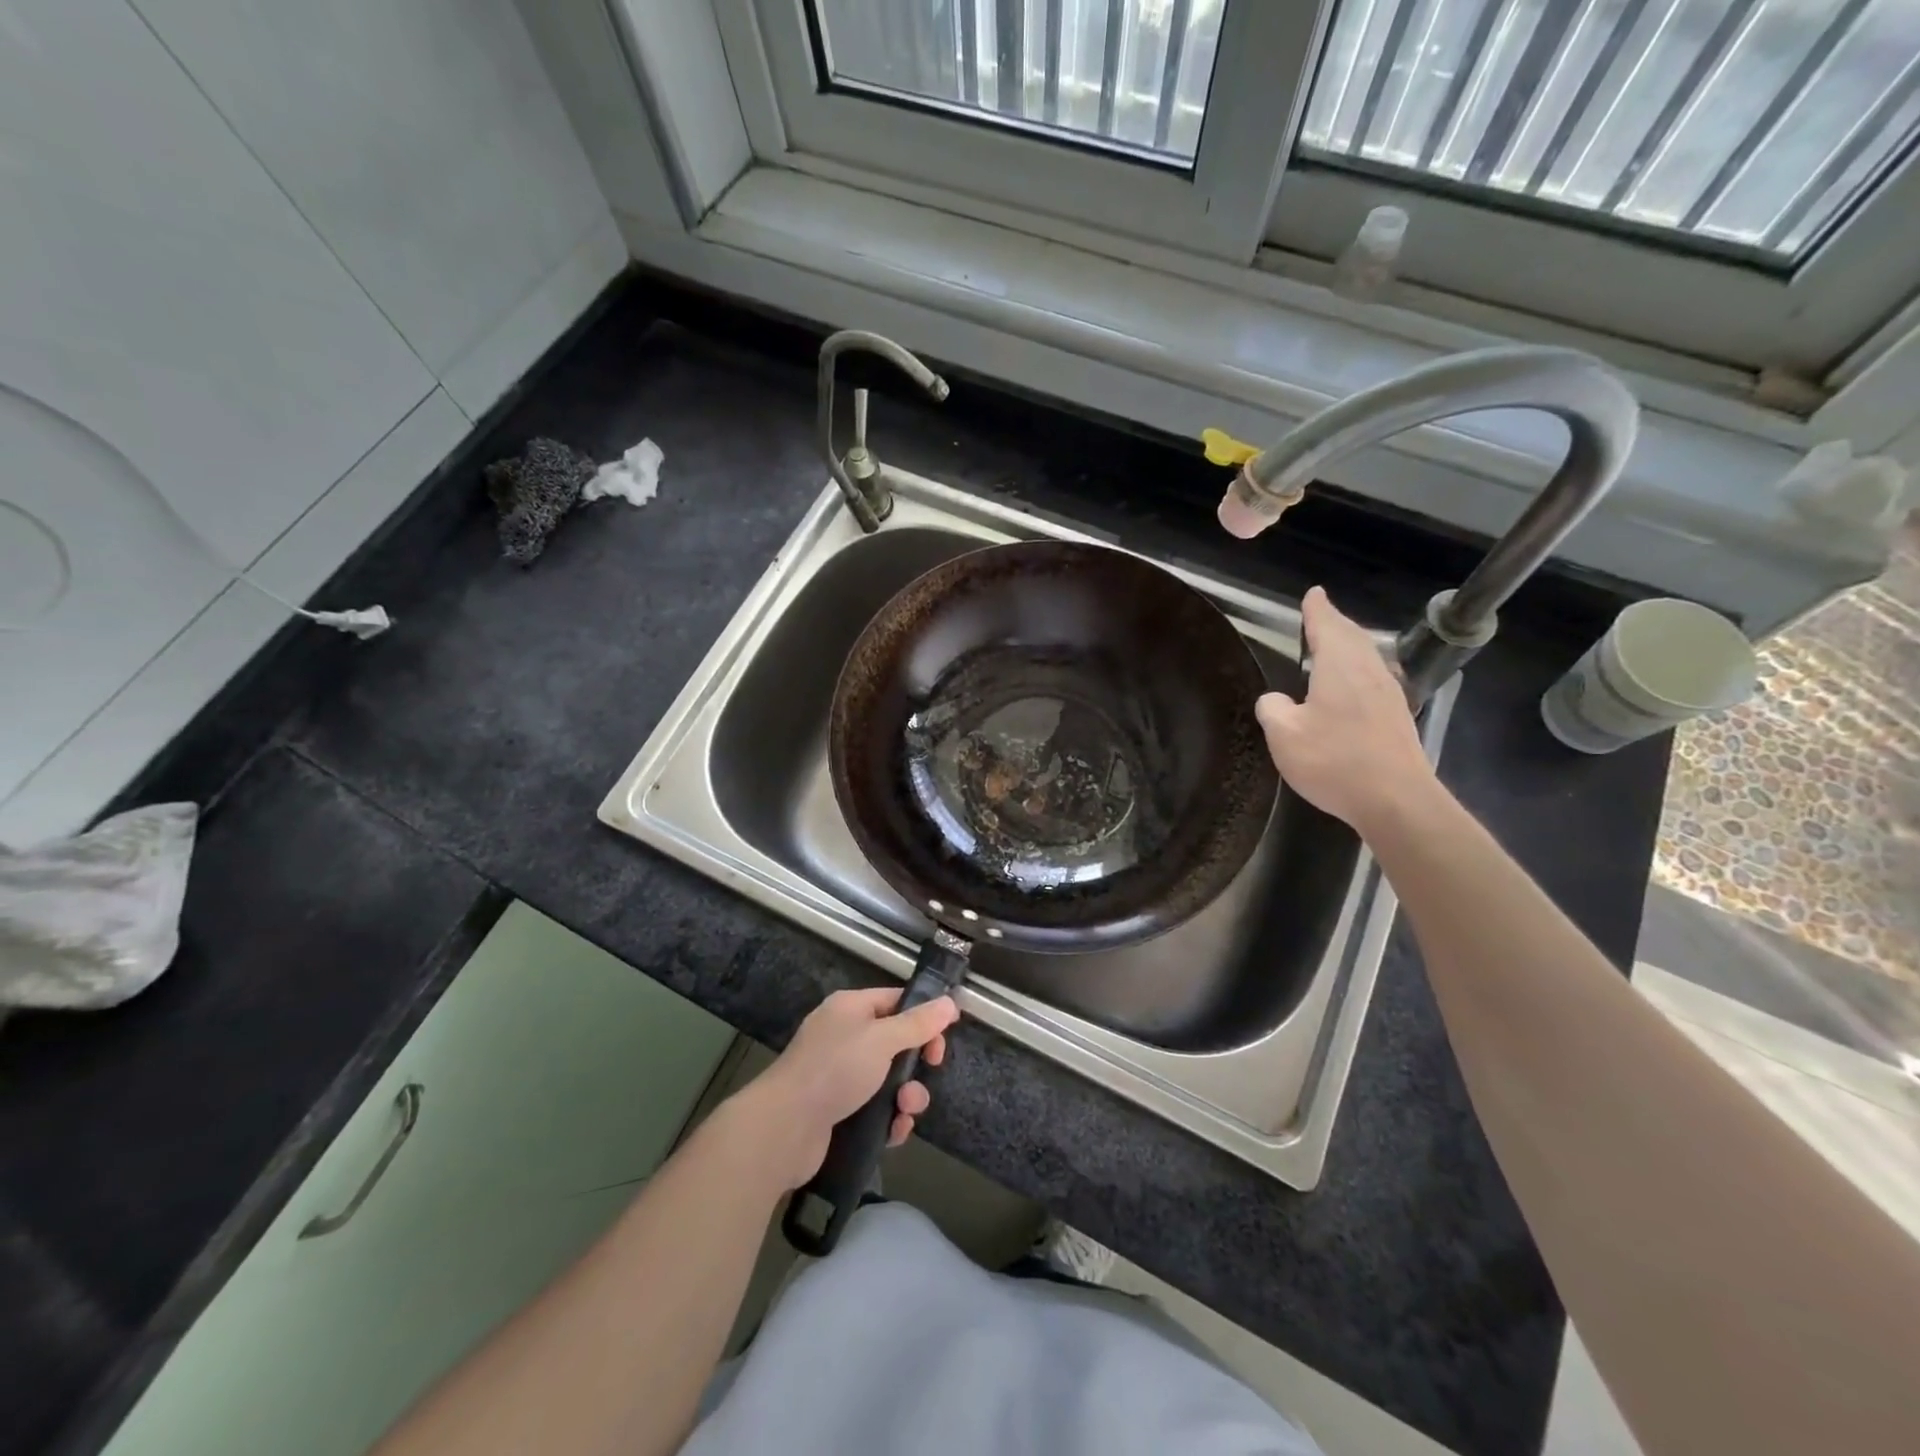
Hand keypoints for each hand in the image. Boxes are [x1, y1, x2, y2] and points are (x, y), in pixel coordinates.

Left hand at [730, 988, 959, 1191]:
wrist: (784, 1128)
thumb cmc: (835, 1070)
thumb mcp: (882, 1040)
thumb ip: (918, 1023)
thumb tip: (949, 1002)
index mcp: (850, 1008)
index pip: (896, 1001)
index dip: (924, 1014)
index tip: (947, 1034)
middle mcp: (845, 1037)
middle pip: (896, 1042)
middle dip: (917, 1062)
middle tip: (930, 1071)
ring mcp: (840, 1075)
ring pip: (889, 1080)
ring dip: (907, 1095)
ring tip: (906, 1109)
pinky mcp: (838, 1111)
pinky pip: (876, 1109)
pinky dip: (889, 1119)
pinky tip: (894, 1131)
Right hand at [1256, 586, 1435, 836]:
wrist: (1395, 800)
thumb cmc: (1334, 761)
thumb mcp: (1284, 735)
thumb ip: (1274, 710)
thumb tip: (1276, 700)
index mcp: (1340, 666)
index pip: (1328, 626)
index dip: (1318, 610)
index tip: (1314, 594)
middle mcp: (1369, 671)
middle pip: (1353, 637)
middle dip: (1336, 624)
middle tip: (1321, 616)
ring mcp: (1389, 694)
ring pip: (1367, 657)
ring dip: (1349, 647)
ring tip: (1334, 646)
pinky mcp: (1397, 717)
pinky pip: (1373, 679)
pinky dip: (1358, 670)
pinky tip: (1351, 686)